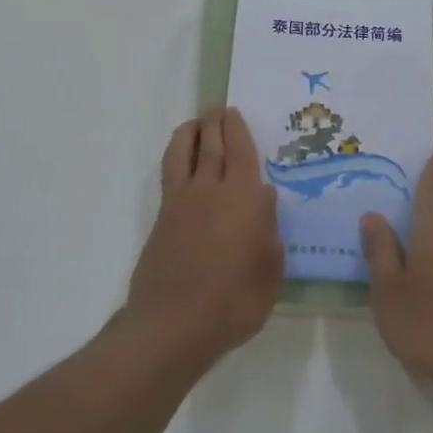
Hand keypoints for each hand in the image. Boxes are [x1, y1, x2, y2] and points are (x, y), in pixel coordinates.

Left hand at [122, 107, 283, 365]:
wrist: (174, 323)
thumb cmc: (234, 302)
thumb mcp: (270, 270)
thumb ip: (269, 230)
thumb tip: (263, 198)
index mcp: (244, 198)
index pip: (241, 151)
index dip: (237, 128)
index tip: (234, 112)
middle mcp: (211, 190)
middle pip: (211, 144)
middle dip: (214, 122)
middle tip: (217, 109)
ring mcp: (181, 202)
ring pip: (182, 152)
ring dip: (189, 132)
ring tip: (195, 124)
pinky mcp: (162, 218)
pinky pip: (170, 174)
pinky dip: (176, 157)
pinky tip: (182, 163)